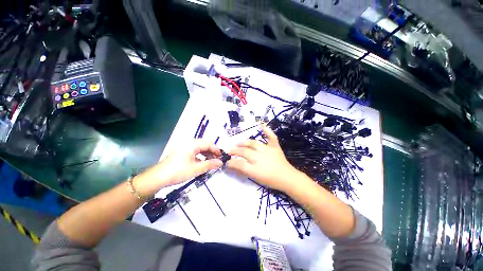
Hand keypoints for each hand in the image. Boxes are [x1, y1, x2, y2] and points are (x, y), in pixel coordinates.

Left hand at [134, 140, 222, 196]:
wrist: (158, 178)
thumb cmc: (178, 172)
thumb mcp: (196, 169)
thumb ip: (209, 164)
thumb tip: (220, 162)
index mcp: (192, 145)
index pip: (208, 144)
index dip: (216, 150)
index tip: (221, 157)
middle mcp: (189, 143)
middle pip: (204, 144)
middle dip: (212, 152)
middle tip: (217, 160)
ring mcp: (185, 147)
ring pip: (200, 148)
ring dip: (207, 154)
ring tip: (211, 162)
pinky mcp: (182, 152)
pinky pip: (195, 151)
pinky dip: (201, 156)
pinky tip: (203, 162)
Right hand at [227, 125, 302, 192]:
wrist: (288, 178)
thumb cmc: (271, 180)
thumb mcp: (255, 178)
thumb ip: (243, 170)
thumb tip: (233, 164)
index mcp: (255, 168)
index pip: (239, 163)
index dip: (232, 162)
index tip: (227, 161)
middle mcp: (260, 157)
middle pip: (244, 152)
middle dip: (235, 151)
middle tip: (230, 150)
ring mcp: (268, 150)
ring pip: (253, 144)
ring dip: (244, 142)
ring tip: (238, 143)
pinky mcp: (275, 147)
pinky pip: (271, 137)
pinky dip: (267, 131)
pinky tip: (261, 125)